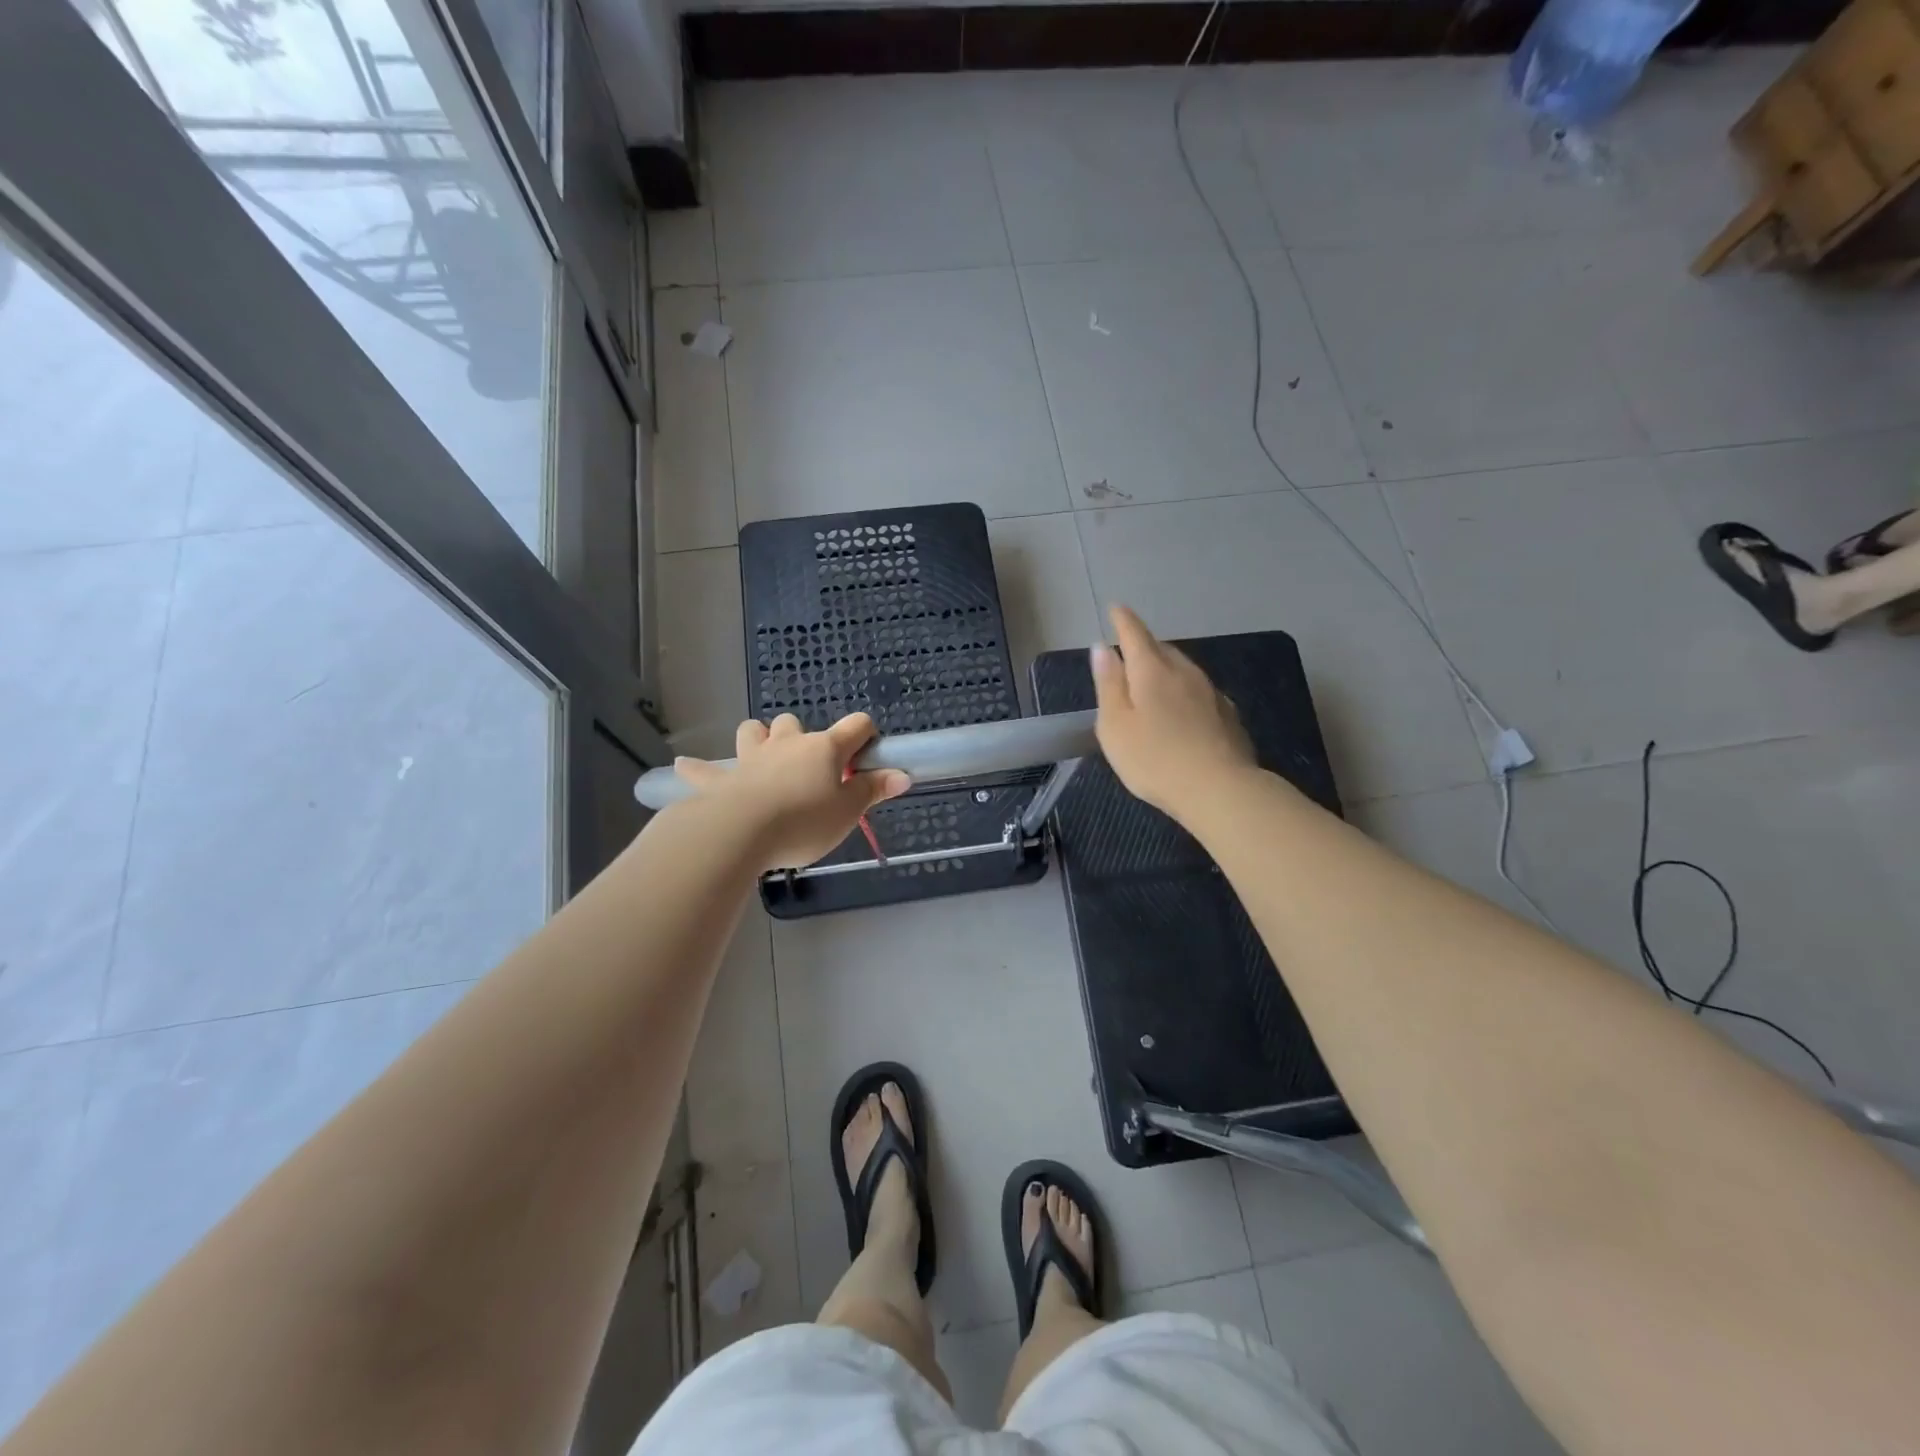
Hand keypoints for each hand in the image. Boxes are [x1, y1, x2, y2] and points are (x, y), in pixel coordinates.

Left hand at [673, 713, 910, 870]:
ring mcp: (751, 758)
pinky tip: (685, 767)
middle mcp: (787, 744)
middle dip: (802, 737)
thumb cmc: (803, 821)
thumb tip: (903, 775)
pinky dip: (698, 769)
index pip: (855, 726)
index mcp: (823, 749)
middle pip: (795, 723)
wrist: (741, 832)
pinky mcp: (720, 780)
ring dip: (758, 738)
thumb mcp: (847, 812)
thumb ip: (873, 791)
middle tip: (809, 768)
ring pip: (753, 731)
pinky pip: (705, 770)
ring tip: (762, 756)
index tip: (868, 753)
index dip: (866, 735)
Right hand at [1091, 604, 1256, 820]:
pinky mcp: (1228, 715)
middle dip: (1144, 646)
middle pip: (1162, 649)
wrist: (1220, 790)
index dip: (1123, 620)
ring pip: (1184, 669)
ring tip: (1153, 680)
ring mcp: (1211, 692)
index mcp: (1152, 671)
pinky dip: (1185, 691)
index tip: (1116, 608)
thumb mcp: (1115, 725)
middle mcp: (1184, 672)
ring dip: (1166, 668)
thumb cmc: (1154, 759)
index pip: (1135, 634)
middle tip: (1129, 652)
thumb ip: (1108, 684)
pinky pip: (1200, 691)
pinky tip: (1183, 709)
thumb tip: (1103, 648)